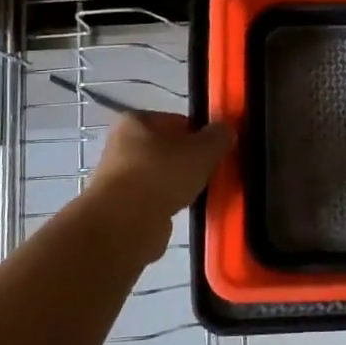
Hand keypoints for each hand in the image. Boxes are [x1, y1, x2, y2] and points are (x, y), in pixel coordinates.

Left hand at [88, 112, 233, 249]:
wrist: (125, 223)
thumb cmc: (162, 174)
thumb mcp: (203, 150)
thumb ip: (219, 137)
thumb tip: (227, 130)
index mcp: (136, 121)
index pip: (177, 121)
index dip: (200, 135)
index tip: (216, 151)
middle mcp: (121, 145)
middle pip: (168, 150)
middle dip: (190, 162)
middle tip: (211, 173)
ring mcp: (118, 177)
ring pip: (161, 176)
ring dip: (179, 185)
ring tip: (198, 195)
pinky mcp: (120, 207)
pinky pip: (154, 200)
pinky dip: (168, 205)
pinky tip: (181, 211)